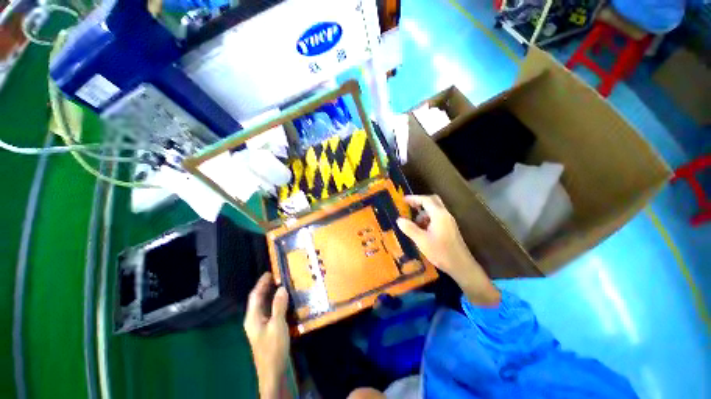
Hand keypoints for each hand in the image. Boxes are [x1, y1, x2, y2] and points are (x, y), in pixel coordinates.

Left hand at [244, 273, 291, 398]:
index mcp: (252, 317)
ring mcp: (260, 325)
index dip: (262, 283)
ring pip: (265, 305)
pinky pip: (270, 311)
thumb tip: (282, 288)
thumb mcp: (277, 325)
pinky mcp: (267, 329)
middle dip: (267, 287)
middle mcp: (254, 319)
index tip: (270, 272)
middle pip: (259, 299)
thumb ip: (279, 305)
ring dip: (272, 294)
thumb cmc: (273, 348)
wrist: (273, 371)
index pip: (255, 295)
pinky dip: (276, 303)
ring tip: (283, 285)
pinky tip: (285, 301)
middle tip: (279, 276)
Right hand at [397, 195, 499, 305]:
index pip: (426, 200)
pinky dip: (428, 219)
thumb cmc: (441, 252)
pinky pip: (437, 218)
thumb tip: (399, 219)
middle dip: (420, 202)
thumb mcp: (422, 241)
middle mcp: (445, 215)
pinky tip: (422, 230)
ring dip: (423, 213)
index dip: (414, 198)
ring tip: (413, 224)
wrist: (461, 266)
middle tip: (409, 206)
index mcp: (439, 215)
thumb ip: (409, 229)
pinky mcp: (449, 228)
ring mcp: (449, 221)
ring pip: (435, 210)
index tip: (403, 200)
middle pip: (433, 201)